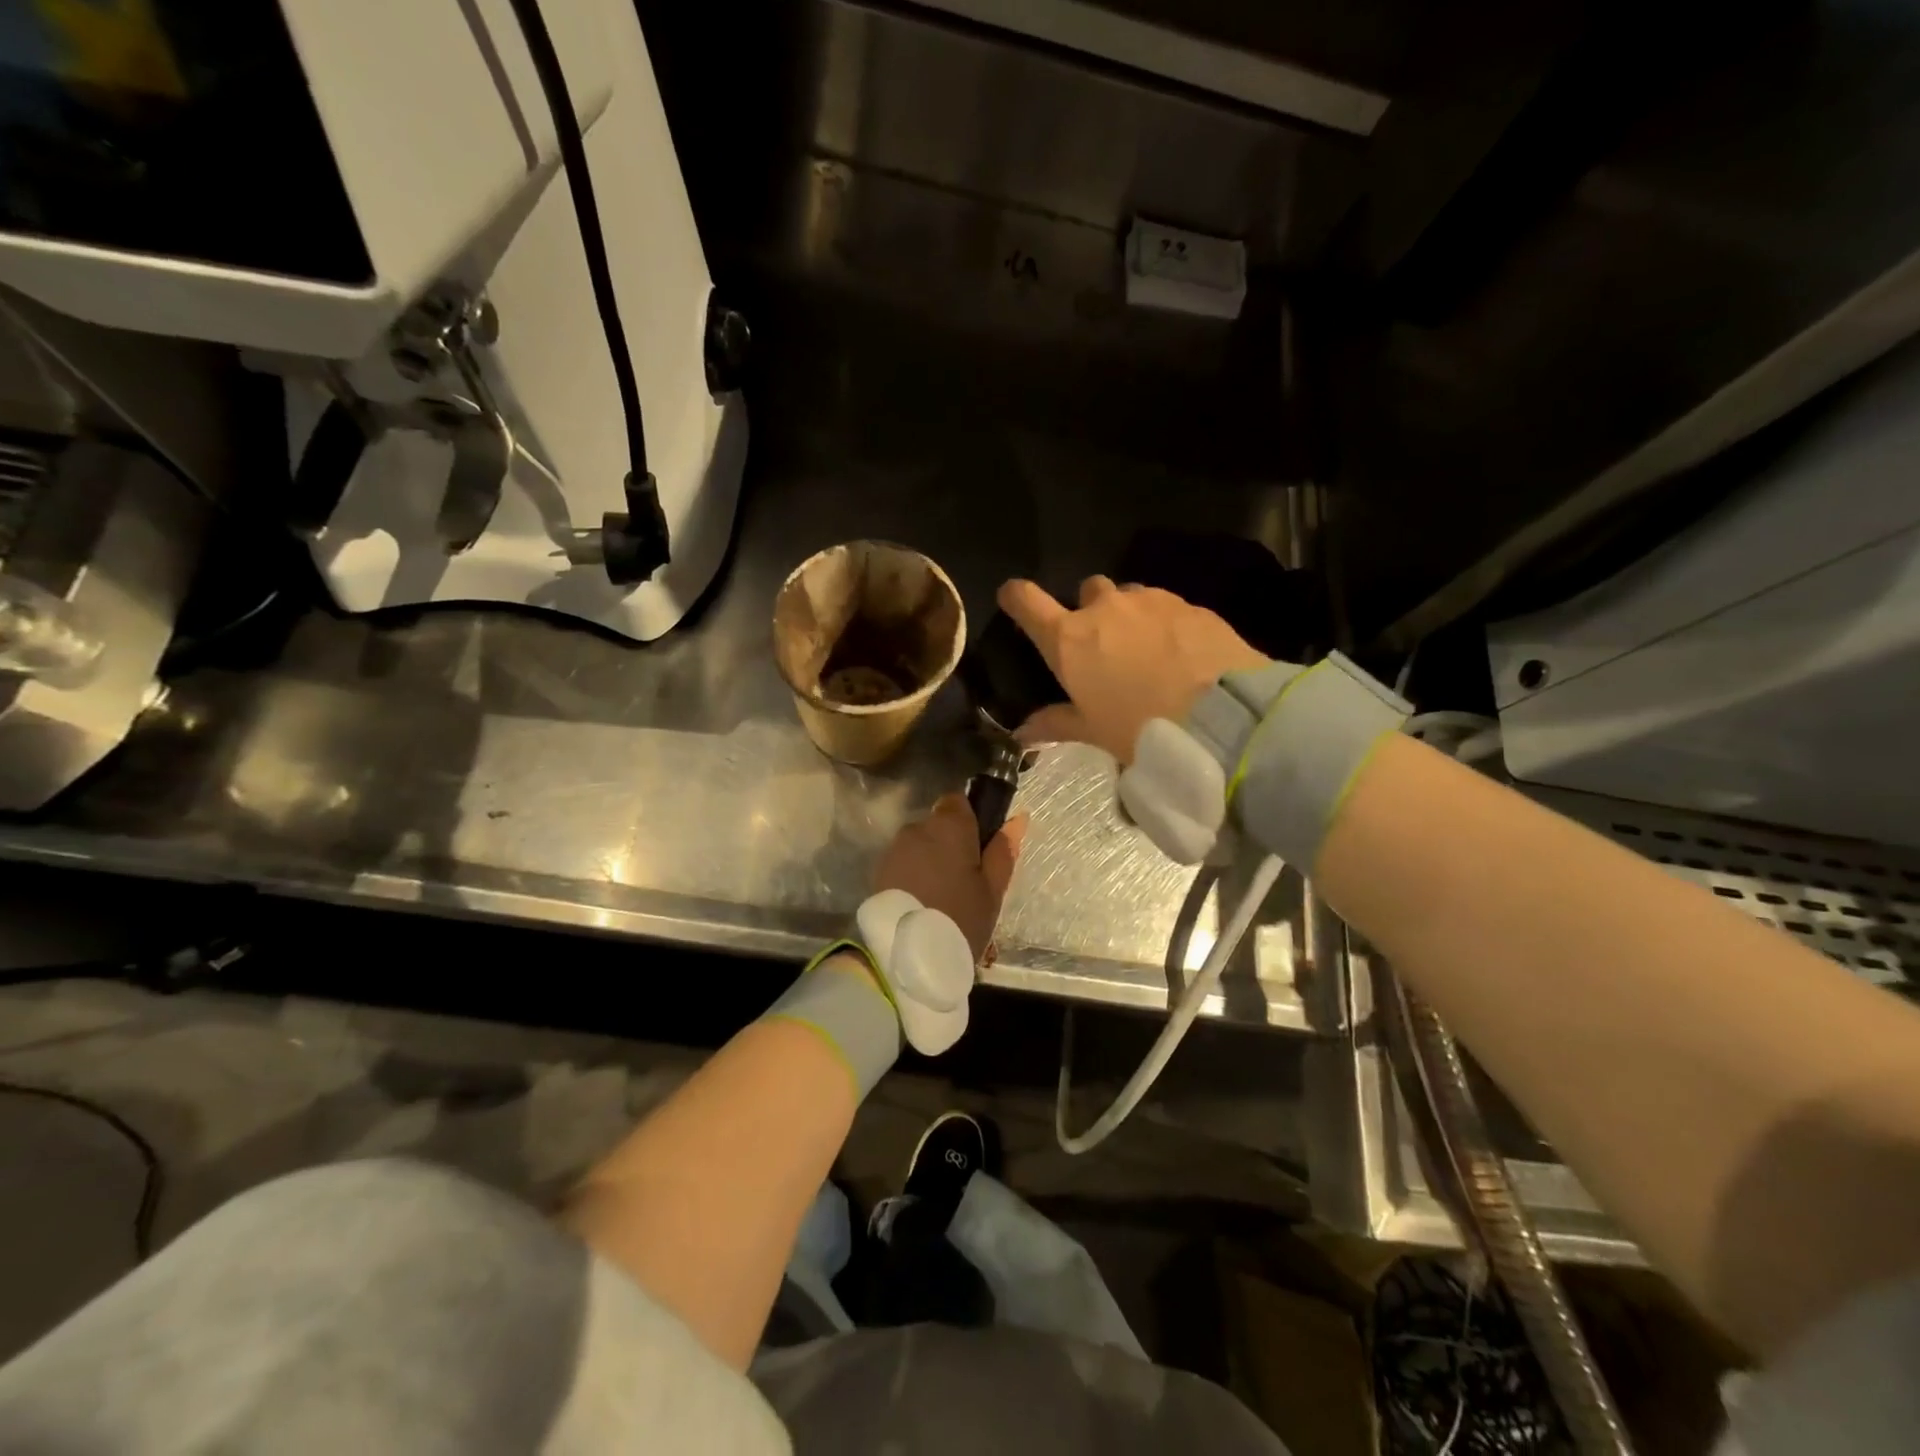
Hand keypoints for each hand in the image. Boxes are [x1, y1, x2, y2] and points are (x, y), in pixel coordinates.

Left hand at [873, 793, 1025, 962]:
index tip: (978, 848)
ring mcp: (894, 850)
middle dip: (949, 845)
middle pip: (937, 825)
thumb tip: (1018, 818)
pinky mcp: (879, 872)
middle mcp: (918, 828)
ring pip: (919, 846)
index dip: (969, 820)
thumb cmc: (961, 917)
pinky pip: (903, 864)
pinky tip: (922, 903)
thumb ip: (1003, 849)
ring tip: (941, 898)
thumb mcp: (993, 889)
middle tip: (964, 882)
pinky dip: (913, 876)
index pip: (957, 800)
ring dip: (930, 861)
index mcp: (950, 826)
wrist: (908, 955)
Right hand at [997, 577, 1268, 763]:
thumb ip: (1056, 724)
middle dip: (1089, 609)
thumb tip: (1021, 732)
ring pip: (1129, 596)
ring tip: (1145, 650)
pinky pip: (1166, 607)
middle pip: (1087, 590)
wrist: (1222, 714)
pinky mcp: (1190, 605)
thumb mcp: (1094, 732)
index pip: (1027, 601)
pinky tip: (1179, 653)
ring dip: (1129, 615)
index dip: (1016, 597)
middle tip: (1101, 643)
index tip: (1013, 598)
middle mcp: (1105, 609)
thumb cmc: (1141, 726)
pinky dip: (1164, 623)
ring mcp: (1150, 601)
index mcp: (1070, 639)